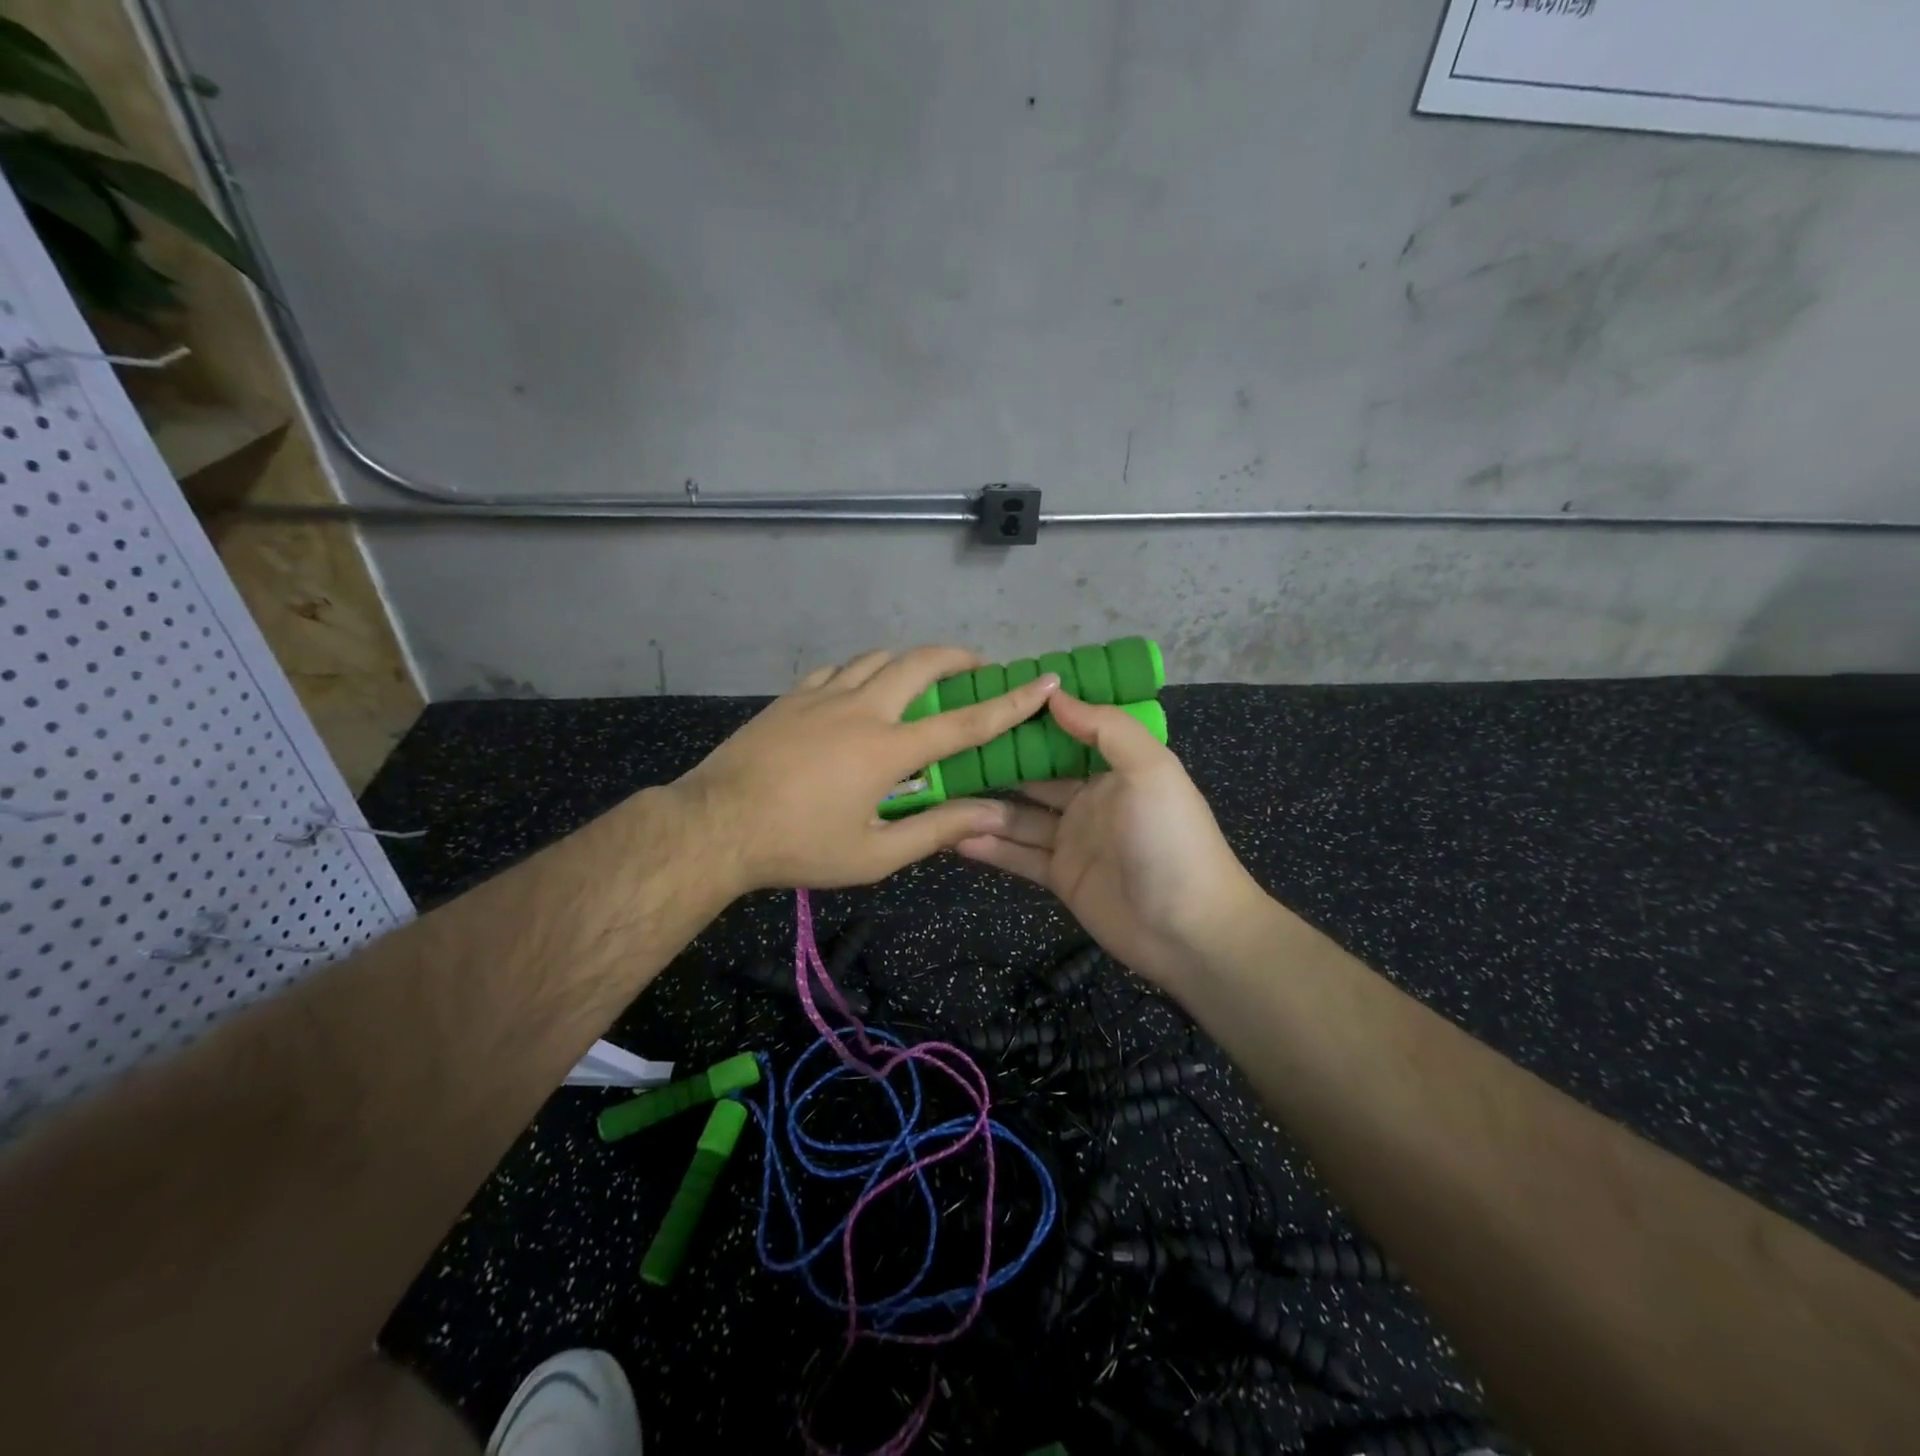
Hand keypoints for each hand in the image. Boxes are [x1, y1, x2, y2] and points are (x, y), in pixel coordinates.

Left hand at [674, 646, 1059, 893]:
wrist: (716, 825)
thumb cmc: (799, 846)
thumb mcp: (873, 855)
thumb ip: (935, 830)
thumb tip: (991, 814)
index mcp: (887, 749)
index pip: (964, 722)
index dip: (1010, 703)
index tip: (1043, 682)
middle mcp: (862, 709)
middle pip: (920, 663)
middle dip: (958, 657)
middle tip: (978, 666)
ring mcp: (823, 696)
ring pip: (878, 658)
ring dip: (909, 662)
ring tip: (921, 680)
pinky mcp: (792, 696)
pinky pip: (839, 669)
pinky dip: (863, 672)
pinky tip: (860, 690)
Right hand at [954, 693, 1268, 986]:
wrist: (1189, 928)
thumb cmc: (1171, 838)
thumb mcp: (1150, 769)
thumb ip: (1105, 727)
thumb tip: (1054, 693)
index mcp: (1114, 768)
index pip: (1066, 735)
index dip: (1031, 720)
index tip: (987, 702)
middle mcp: (1090, 799)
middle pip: (1035, 775)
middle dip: (997, 763)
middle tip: (947, 749)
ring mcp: (1073, 840)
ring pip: (1020, 817)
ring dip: (984, 806)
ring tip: (940, 793)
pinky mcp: (1061, 877)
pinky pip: (1019, 856)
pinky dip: (989, 848)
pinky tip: (953, 837)